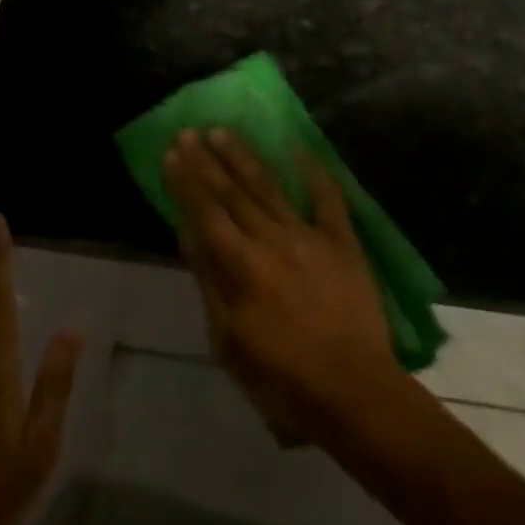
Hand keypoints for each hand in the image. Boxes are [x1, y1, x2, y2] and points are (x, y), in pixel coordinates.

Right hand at [163, 129, 400, 444]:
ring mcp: (309, 235)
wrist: (354, 391)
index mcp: (241, 265)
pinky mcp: (342, 241)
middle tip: (188, 132)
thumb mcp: (230, 342)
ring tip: (222, 132)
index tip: (171, 153)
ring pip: (269, 187)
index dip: (186, 182)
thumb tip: (188, 233)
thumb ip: (209, 282)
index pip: (206, 213)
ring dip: (243, 157)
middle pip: (232, 193)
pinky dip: (313, 171)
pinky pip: (327, 197)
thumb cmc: (283, 379)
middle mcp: (272, 239)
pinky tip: (297, 147)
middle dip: (206, 161)